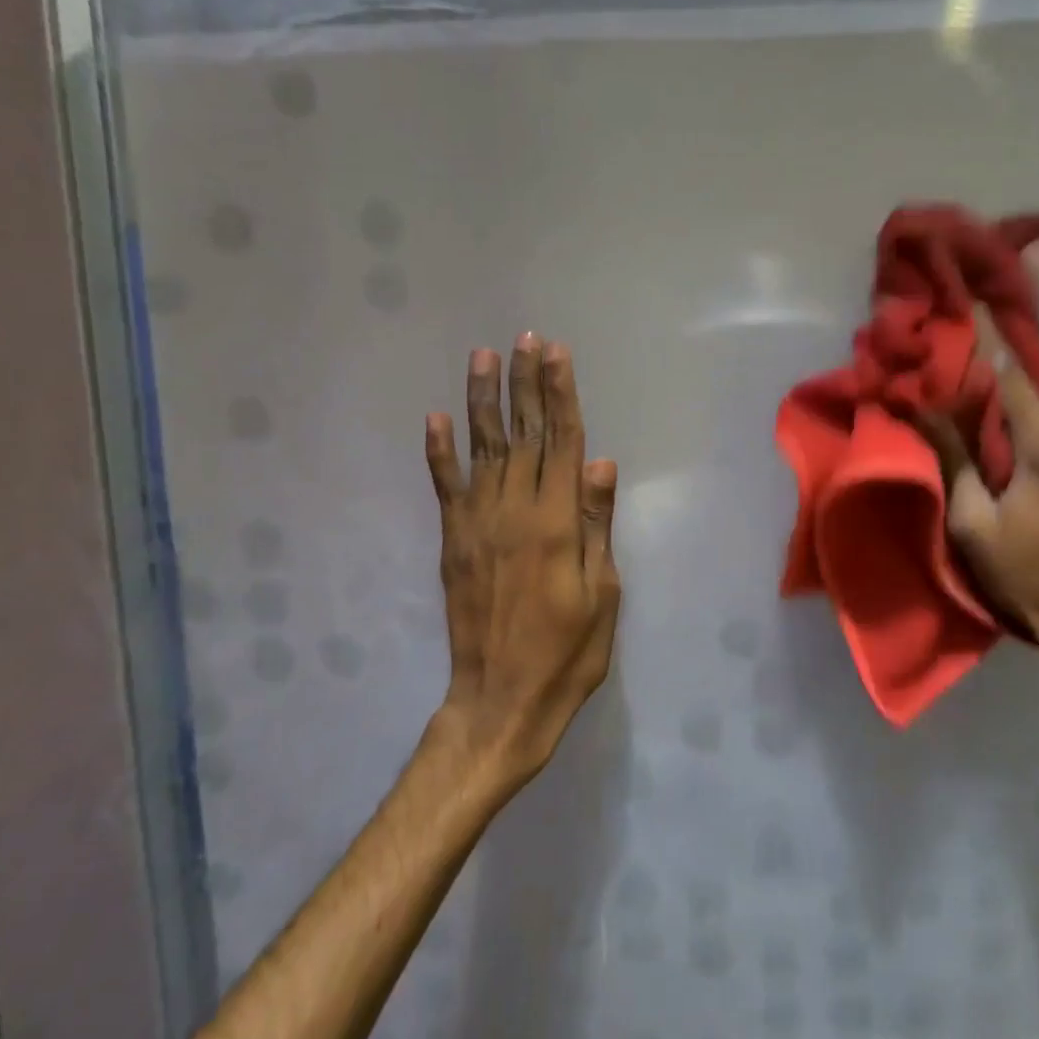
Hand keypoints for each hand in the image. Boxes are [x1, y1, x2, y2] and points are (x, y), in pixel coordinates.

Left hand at [425, 336, 621, 785]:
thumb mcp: (603, 594)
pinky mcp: (453, 543)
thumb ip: (597, 525)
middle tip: (525, 339)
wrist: (501, 700)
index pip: (562, 443)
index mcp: (557, 524)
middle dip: (526, 384)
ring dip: (483, 401)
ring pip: (483, 449)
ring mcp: (477, 525)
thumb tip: (601, 463)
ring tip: (483, 357)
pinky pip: (444, 487)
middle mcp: (515, 513)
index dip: (560, 395)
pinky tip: (435, 418)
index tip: (556, 354)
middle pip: (524, 435)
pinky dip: (438, 451)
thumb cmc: (568, 653)